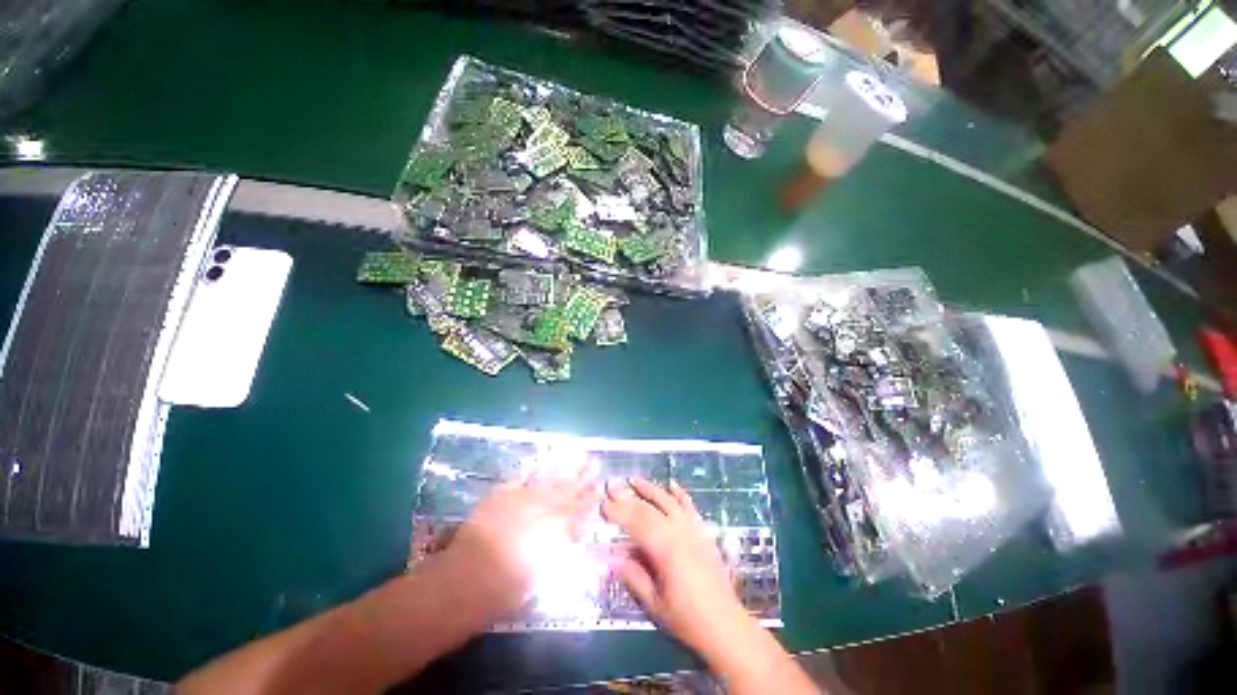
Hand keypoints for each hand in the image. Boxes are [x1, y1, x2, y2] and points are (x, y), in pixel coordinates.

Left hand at [443, 474, 597, 618]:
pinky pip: (521, 477)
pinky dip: (532, 469)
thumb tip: (570, 532)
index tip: (600, 488)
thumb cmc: (507, 589)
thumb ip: (559, 548)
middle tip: (595, 462)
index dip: (589, 498)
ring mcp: (522, 498)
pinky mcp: (502, 495)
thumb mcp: (542, 573)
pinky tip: (540, 461)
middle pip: (567, 489)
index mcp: (555, 529)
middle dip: (582, 477)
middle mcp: (542, 509)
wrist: (467, 579)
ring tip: (576, 454)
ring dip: (563, 466)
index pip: (578, 510)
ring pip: (548, 478)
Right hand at [601, 478, 755, 659]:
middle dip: (628, 497)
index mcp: (665, 549)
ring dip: (650, 489)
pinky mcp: (703, 533)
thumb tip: (612, 557)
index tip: (602, 504)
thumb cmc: (687, 619)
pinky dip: (680, 494)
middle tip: (611, 486)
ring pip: (668, 501)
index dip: (617, 511)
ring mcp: (693, 530)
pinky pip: (690, 507)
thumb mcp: (654, 603)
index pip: (636, 522)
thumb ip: (633, 576)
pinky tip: (672, 484)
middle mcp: (679, 532)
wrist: (726, 626)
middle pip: (649, 508)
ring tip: (634, 480)